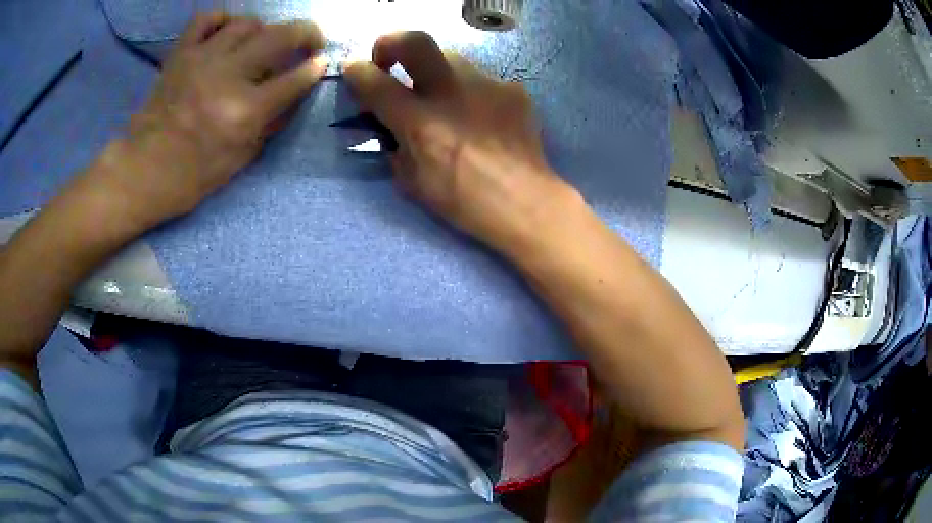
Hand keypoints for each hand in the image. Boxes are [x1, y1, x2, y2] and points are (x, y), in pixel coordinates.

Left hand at [93, 13, 326, 225]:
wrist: (141, 171)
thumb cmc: (191, 176)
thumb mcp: (240, 159)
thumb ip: (269, 123)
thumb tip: (292, 94)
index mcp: (243, 112)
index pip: (294, 79)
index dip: (315, 68)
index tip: (321, 63)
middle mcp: (227, 77)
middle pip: (279, 36)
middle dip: (306, 33)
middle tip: (310, 40)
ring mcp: (201, 60)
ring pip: (247, 23)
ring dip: (263, 29)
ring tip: (262, 42)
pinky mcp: (180, 54)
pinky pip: (206, 19)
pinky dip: (223, 19)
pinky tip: (228, 30)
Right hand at [343, 32, 579, 253]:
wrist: (524, 201)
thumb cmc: (464, 200)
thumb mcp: (412, 182)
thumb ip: (394, 146)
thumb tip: (389, 126)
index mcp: (420, 121)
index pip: (374, 80)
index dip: (356, 71)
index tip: (353, 70)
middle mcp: (451, 91)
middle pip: (415, 41)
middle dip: (390, 42)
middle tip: (387, 59)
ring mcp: (486, 84)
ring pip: (450, 58)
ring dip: (434, 71)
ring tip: (443, 98)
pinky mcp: (511, 88)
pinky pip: (480, 78)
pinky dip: (469, 90)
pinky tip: (479, 114)